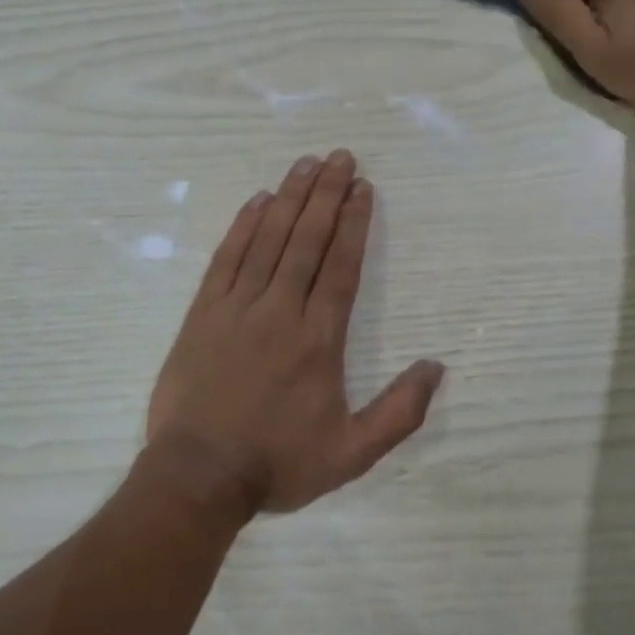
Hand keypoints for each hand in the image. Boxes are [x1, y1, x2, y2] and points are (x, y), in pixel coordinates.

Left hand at [145, 150, 445, 516]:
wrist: (198, 476)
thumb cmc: (277, 464)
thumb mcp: (352, 453)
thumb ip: (400, 412)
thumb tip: (436, 367)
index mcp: (319, 339)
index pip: (341, 267)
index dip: (354, 224)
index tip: (363, 189)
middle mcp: (280, 311)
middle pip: (308, 240)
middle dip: (327, 195)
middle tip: (341, 157)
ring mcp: (237, 308)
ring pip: (269, 240)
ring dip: (290, 198)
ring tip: (307, 164)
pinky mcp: (202, 313)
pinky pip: (226, 258)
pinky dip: (243, 226)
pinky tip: (257, 201)